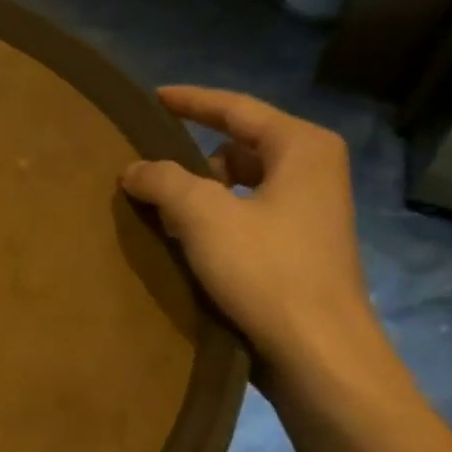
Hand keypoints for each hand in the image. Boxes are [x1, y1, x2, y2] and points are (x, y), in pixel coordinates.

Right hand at [121, 87, 391, 392]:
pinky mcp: (295, 249)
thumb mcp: (204, 216)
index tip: (151, 99)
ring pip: (238, 185)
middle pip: (237, 146)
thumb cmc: (267, 271)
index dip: (191, 101)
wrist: (317, 353)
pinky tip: (182, 242)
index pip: (236, 108)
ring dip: (197, 193)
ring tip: (157, 210)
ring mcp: (307, 213)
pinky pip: (243, 216)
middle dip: (190, 156)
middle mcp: (311, 172)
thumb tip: (134, 168)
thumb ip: (163, 181)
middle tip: (146, 168)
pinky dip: (211, 220)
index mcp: (301, 148)